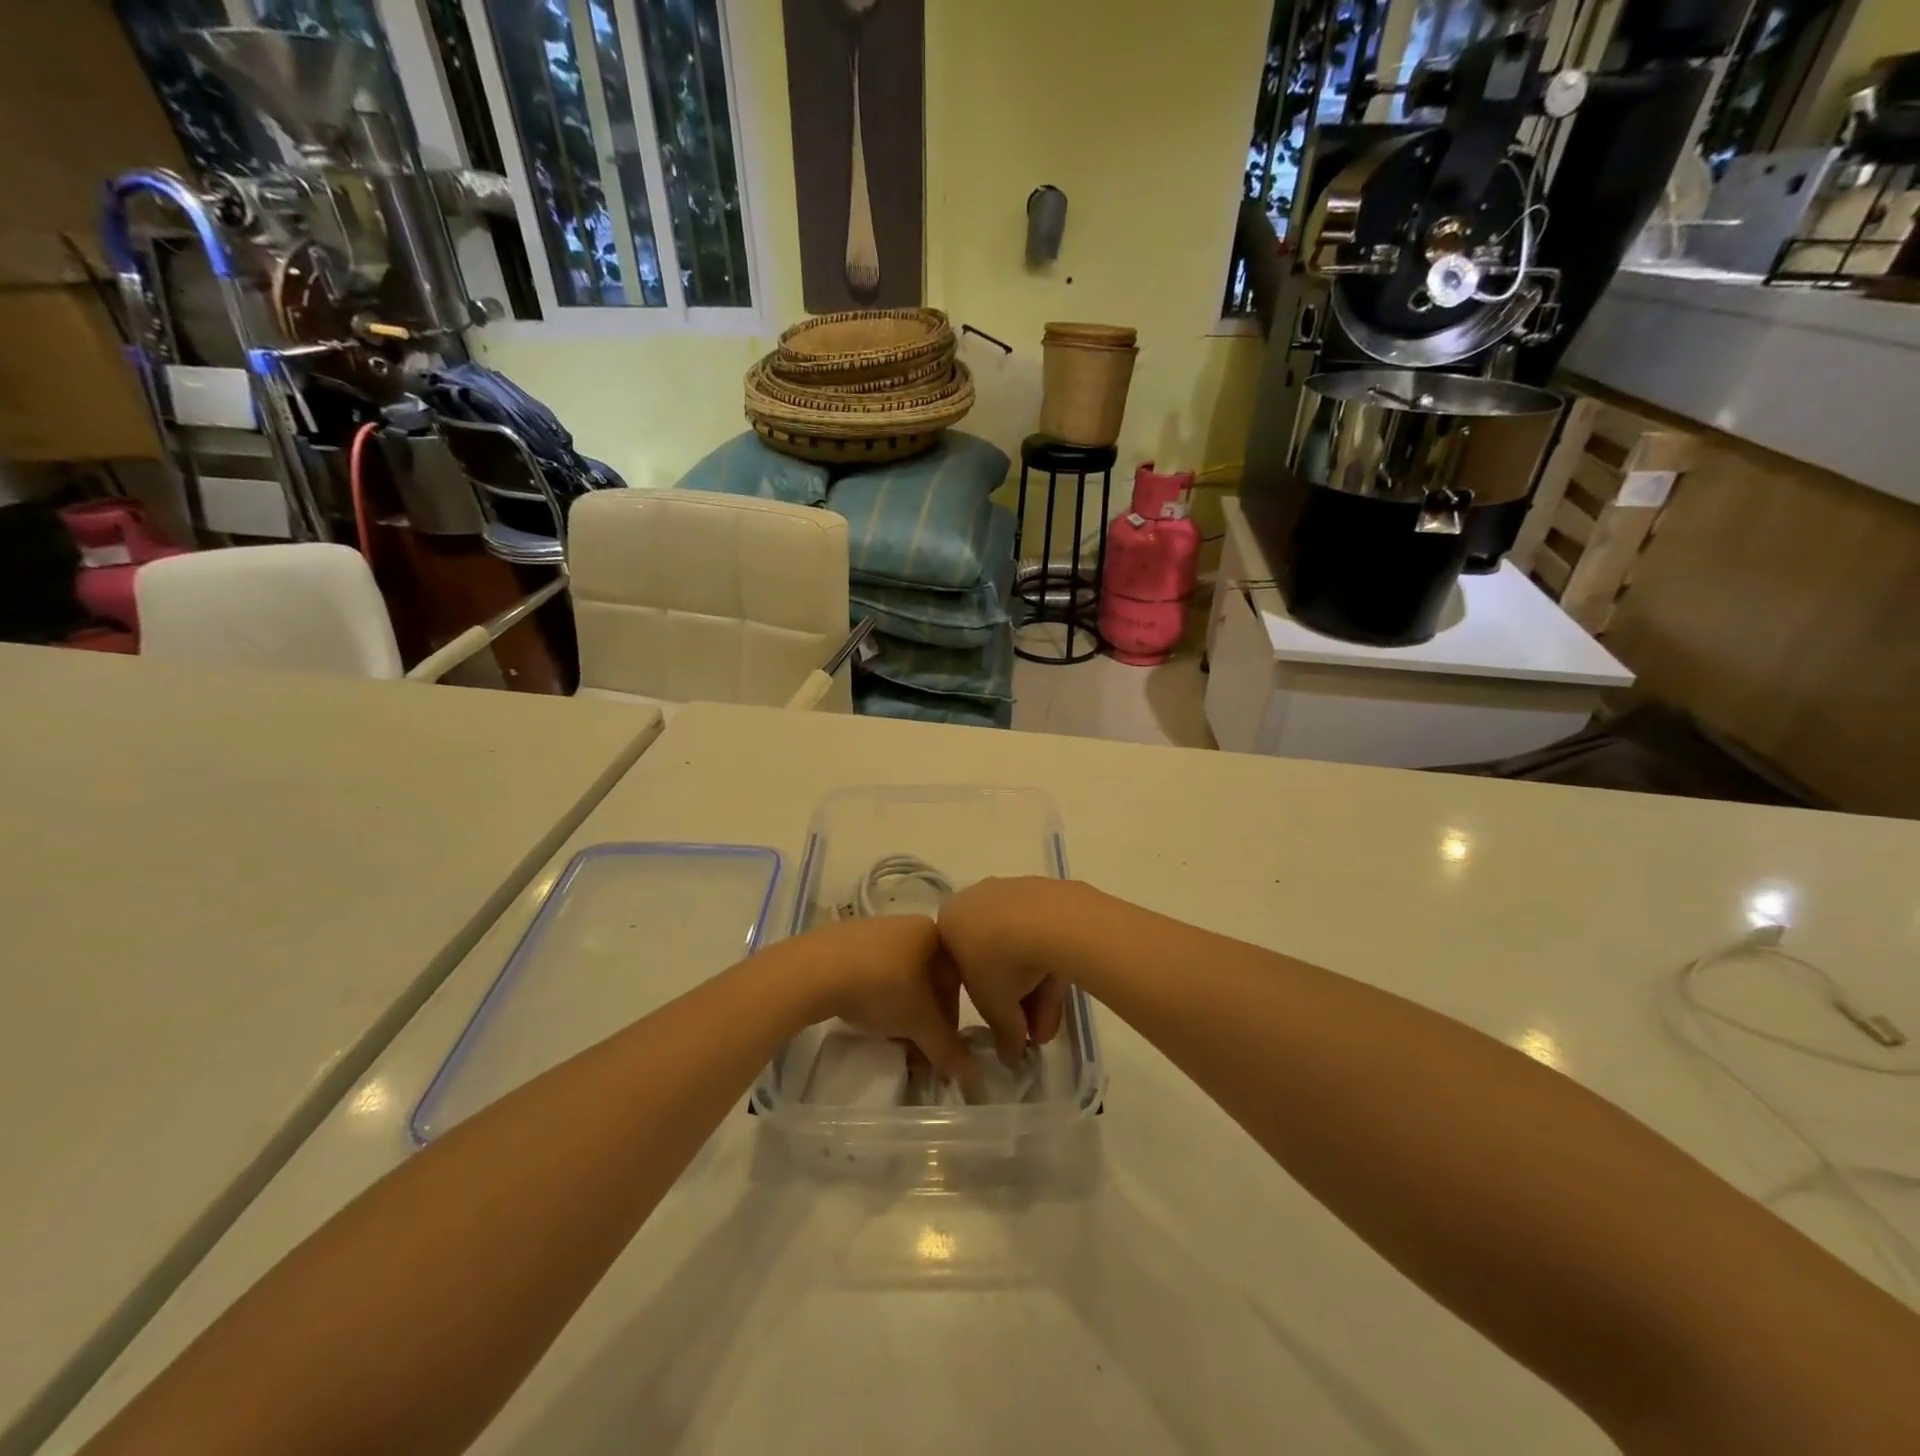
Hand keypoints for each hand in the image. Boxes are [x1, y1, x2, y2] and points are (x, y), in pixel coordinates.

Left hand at [795, 914, 969, 1078]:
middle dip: (924, 1015)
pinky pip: (873, 971)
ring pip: (900, 976)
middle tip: (916, 1045)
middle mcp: (906, 924)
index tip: (940, 1043)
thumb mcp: (918, 1022)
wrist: (815, 970)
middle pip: (927, 978)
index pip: (956, 977)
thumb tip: (973, 1076)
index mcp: (931, 931)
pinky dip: (876, 996)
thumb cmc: (881, 986)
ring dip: (901, 1009)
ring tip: (889, 1035)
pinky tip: (864, 1015)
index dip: (951, 1016)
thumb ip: (946, 1047)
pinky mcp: (844, 941)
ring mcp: (873, 930)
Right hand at [937, 877, 1076, 1067]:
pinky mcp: (1043, 892)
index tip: (1002, 1021)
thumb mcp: (993, 1008)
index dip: (983, 1000)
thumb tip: (1009, 1057)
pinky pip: (1041, 932)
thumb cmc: (999, 962)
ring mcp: (1011, 892)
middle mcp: (975, 899)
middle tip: (1032, 1033)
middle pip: (994, 958)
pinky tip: (1064, 993)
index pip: (960, 966)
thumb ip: (1000, 1033)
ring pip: (1020, 947)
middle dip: (1016, 1001)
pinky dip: (1049, 963)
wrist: (1046, 919)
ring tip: (1052, 1027)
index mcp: (949, 920)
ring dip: (1036, 991)